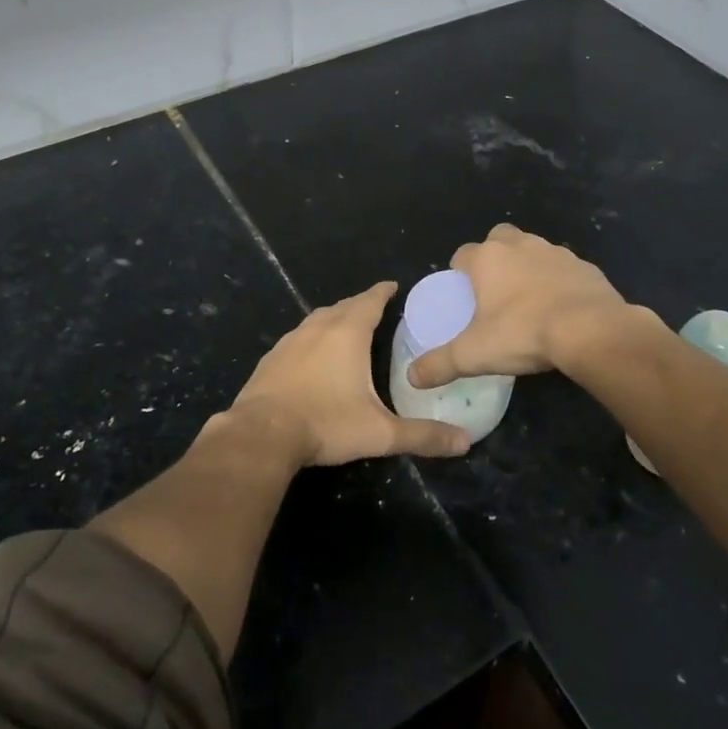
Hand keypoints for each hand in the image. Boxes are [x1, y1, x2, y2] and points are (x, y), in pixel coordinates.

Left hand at [229, 282, 471, 464]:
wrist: (262, 433)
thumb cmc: (326, 423)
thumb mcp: (380, 433)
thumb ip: (422, 436)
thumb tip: (465, 442)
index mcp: (347, 333)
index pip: (370, 301)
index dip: (383, 292)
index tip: (394, 287)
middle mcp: (318, 328)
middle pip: (343, 306)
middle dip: (361, 305)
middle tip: (376, 309)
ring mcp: (290, 341)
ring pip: (317, 319)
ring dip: (334, 319)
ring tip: (346, 328)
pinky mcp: (271, 358)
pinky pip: (298, 338)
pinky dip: (311, 338)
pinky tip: (312, 355)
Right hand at [406, 224, 629, 387]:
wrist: (591, 330)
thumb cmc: (523, 333)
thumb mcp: (474, 355)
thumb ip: (439, 364)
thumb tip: (412, 377)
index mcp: (488, 258)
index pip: (462, 254)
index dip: (459, 272)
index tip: (462, 295)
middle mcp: (519, 246)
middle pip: (498, 239)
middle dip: (494, 257)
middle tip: (495, 290)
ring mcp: (555, 252)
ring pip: (533, 250)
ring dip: (527, 267)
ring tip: (529, 301)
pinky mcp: (584, 266)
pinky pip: (564, 269)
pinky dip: (559, 281)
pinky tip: (561, 308)